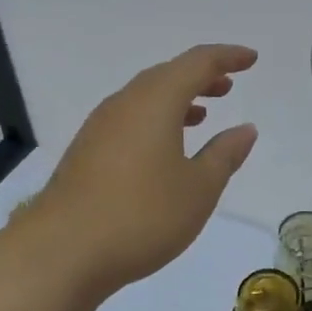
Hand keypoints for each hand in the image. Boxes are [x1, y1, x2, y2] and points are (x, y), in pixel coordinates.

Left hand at [26, 44, 259, 296]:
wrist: (60, 253)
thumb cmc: (141, 215)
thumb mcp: (198, 188)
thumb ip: (224, 154)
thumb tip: (245, 129)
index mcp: (156, 100)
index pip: (197, 63)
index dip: (227, 57)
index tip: (251, 59)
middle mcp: (125, 103)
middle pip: (167, 75)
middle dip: (200, 76)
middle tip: (228, 85)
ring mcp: (100, 127)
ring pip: (145, 97)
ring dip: (177, 99)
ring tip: (202, 114)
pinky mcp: (86, 152)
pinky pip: (129, 119)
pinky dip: (155, 120)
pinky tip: (164, 149)